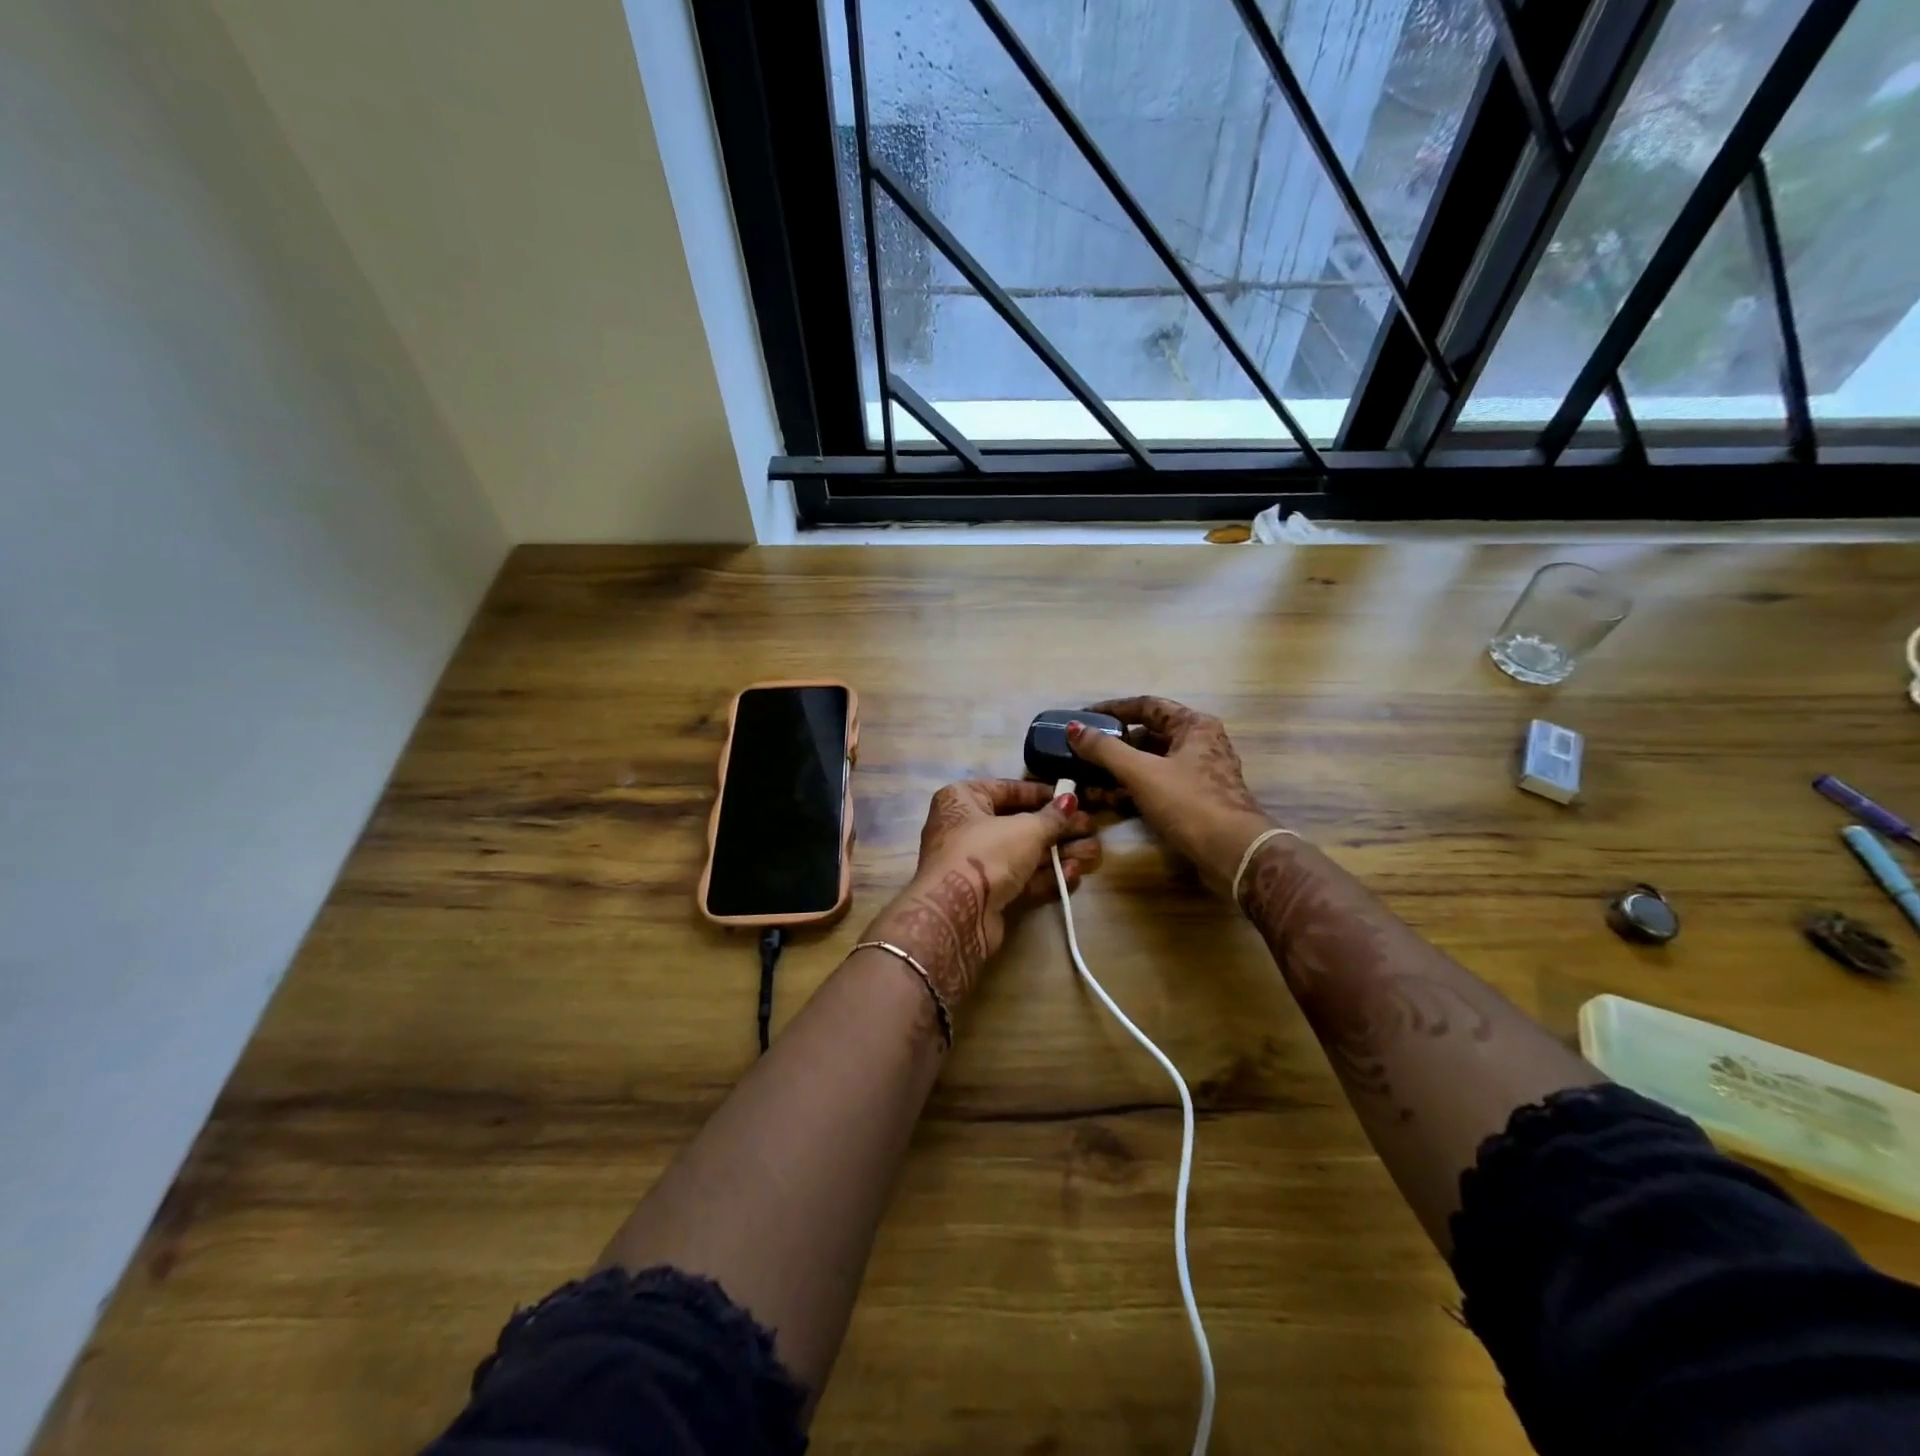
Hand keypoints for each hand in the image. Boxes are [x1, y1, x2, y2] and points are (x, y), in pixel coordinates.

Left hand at [863, 779, 1099, 1014]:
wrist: (956, 913)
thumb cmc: (986, 853)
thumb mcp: (1025, 829)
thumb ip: (1051, 816)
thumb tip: (1070, 800)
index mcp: (962, 799)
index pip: (1007, 790)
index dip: (1042, 794)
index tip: (1072, 798)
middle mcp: (964, 828)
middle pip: (1019, 825)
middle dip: (1057, 829)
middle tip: (1091, 829)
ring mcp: (974, 865)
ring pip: (1023, 855)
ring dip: (1059, 855)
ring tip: (1095, 853)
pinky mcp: (985, 896)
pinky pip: (1020, 880)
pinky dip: (1046, 878)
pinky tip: (1075, 875)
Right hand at [1067, 696, 1275, 893]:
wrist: (1233, 853)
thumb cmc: (1189, 803)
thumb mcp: (1142, 772)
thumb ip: (1105, 749)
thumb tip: (1074, 728)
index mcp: (1194, 726)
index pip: (1147, 705)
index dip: (1113, 709)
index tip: (1084, 716)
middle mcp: (1199, 744)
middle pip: (1147, 735)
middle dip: (1113, 745)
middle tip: (1081, 752)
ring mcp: (1199, 774)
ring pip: (1150, 763)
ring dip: (1119, 771)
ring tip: (1087, 779)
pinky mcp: (1194, 801)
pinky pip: (1157, 786)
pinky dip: (1133, 790)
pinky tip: (1107, 800)